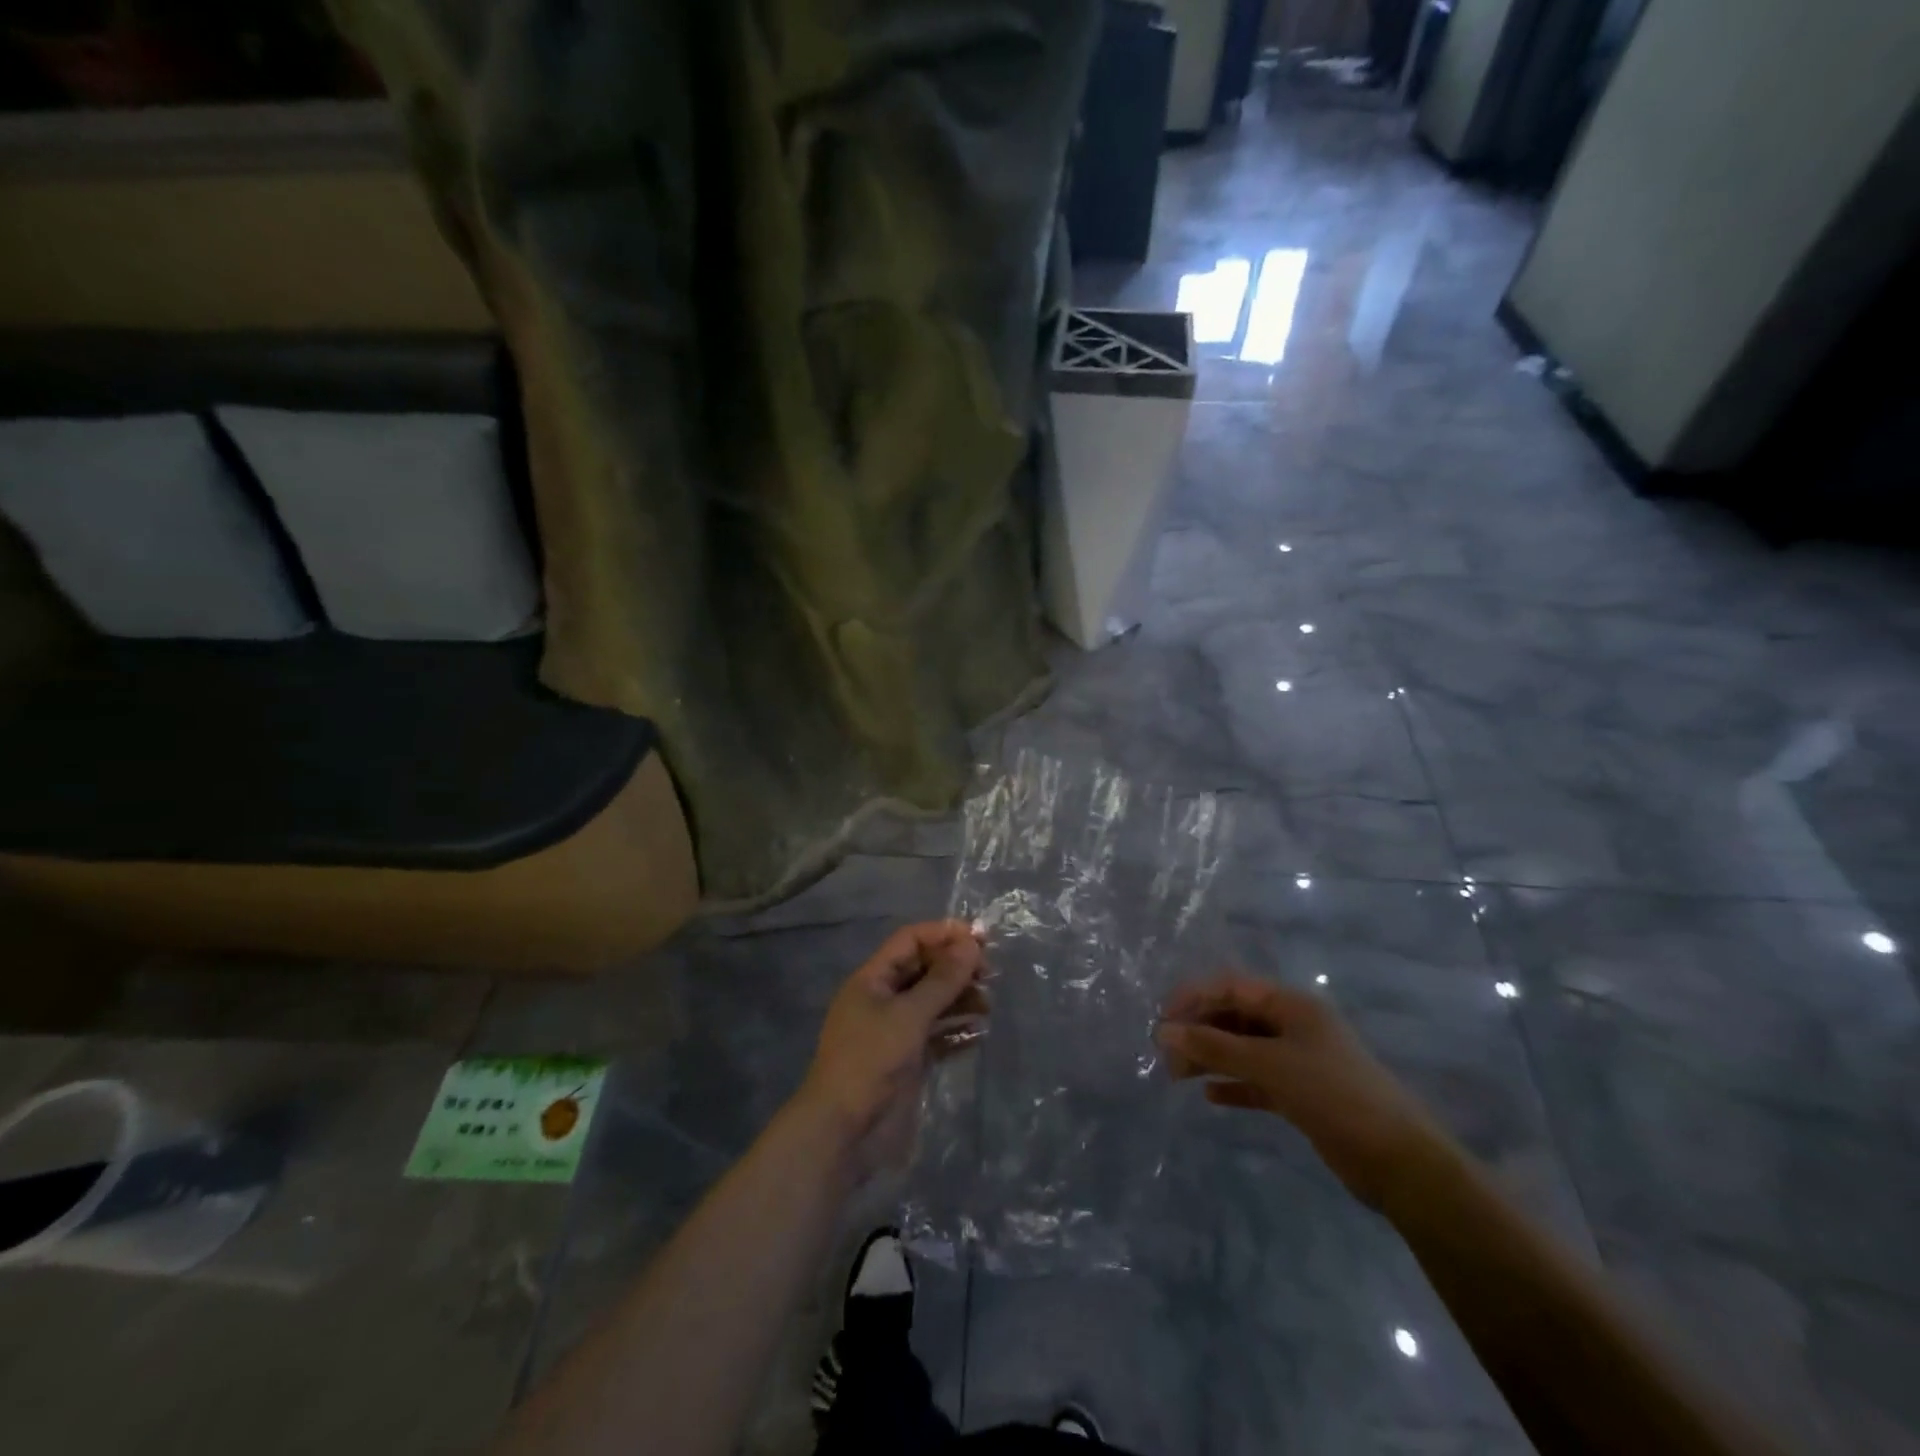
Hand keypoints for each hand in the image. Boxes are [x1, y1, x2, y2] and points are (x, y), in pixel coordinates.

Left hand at [793, 920, 987, 1182]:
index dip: (943, 934)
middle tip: (990, 973)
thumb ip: (942, 980)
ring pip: (932, 1003)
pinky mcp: (907, 1061)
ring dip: (960, 999)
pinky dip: (957, 1031)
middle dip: (955, 967)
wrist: (843, 1133)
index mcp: (872, 980)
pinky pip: (937, 1036)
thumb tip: (972, 943)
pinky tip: (980, 1033)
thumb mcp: (908, 1015)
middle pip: (923, 970)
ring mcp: (895, 1032)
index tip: (980, 939)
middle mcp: (883, 1000)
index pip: (910, 941)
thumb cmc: (871, 1061)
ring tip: (989, 1004)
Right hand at [1156, 973, 1442, 1207]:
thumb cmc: (1334, 1096)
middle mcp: (1294, 1025)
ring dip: (1211, 1058)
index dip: (1194, 997)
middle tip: (1167, 1057)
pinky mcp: (1302, 1094)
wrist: (1400, 1162)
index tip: (1163, 1021)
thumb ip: (1215, 1046)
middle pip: (1235, 1017)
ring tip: (1178, 1077)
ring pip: (1243, 1048)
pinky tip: (1210, 1097)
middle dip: (1199, 1031)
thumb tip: (1164, 1030)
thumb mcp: (1270, 1065)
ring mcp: (1299, 1060)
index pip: (1231, 986)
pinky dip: (1234, 1084)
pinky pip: (1257, 1080)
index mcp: (1291, 1005)